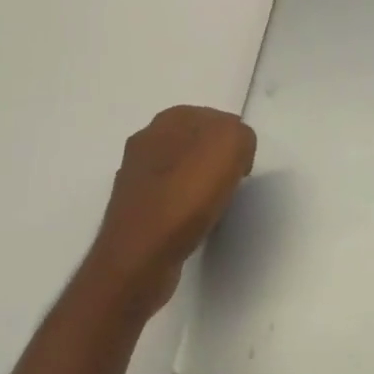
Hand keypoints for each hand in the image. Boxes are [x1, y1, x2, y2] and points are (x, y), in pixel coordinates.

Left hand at [88, 106, 255, 317]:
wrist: (140, 256)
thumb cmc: (187, 193)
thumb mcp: (232, 145)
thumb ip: (240, 135)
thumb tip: (234, 149)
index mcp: (168, 119)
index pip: (215, 118)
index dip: (234, 141)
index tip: (242, 166)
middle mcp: (146, 140)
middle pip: (197, 144)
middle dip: (216, 161)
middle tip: (231, 185)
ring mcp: (135, 176)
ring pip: (182, 171)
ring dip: (199, 185)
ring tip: (213, 207)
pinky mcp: (132, 209)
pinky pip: (170, 199)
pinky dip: (184, 209)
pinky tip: (192, 225)